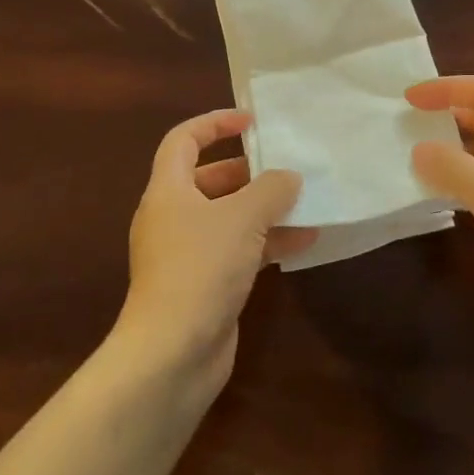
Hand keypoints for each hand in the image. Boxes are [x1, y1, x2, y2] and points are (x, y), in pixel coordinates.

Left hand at [118, 110, 310, 386]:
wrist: (172, 353)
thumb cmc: (200, 268)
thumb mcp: (242, 218)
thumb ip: (270, 190)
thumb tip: (289, 177)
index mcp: (168, 191)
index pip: (183, 140)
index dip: (215, 123)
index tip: (251, 121)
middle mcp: (173, 217)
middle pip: (209, 179)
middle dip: (249, 171)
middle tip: (286, 166)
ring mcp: (187, 254)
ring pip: (228, 217)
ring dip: (265, 209)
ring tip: (305, 201)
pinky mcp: (204, 284)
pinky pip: (238, 250)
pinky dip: (267, 242)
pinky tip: (305, 241)